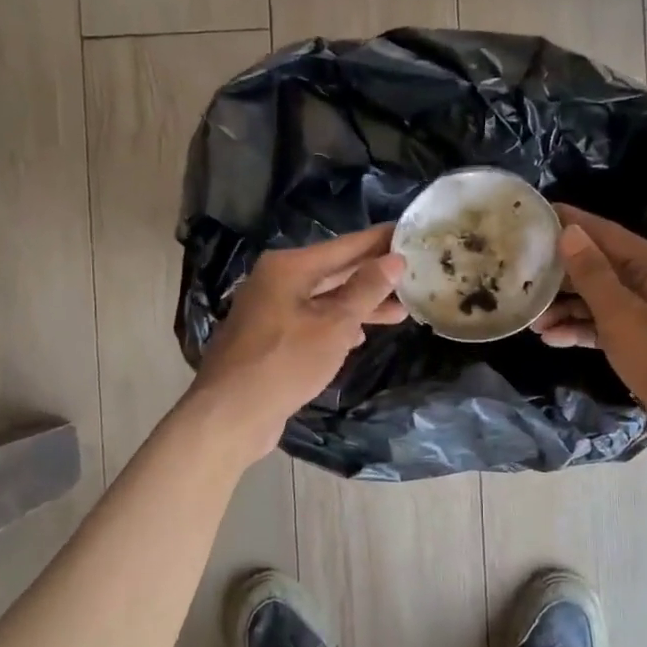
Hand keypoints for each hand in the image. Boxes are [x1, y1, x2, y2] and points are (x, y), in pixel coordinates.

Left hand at [188, 225, 406, 462]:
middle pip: (335, 271)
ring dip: (360, 305)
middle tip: (415, 274)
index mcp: (289, 267)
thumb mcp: (334, 325)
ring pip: (325, 299)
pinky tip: (359, 336)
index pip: (346, 245)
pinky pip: (312, 321)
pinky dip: (337, 325)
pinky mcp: (271, 338)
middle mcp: (277, 281)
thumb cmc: (286, 362)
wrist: (231, 413)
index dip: (380, 240)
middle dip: (374, 276)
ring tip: (400, 310)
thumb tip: (394, 260)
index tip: (411, 232)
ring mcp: (271, 310)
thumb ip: (366, 290)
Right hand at [532, 205, 646, 449]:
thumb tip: (569, 231)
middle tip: (521, 273)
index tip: (534, 215)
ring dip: (566, 307)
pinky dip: (580, 331)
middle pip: (600, 267)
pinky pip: (606, 328)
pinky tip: (551, 339)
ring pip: (600, 300)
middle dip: (562, 273)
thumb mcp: (622, 315)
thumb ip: (593, 273)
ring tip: (530, 318)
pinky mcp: (644, 345)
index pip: (606, 233)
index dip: (572, 223)